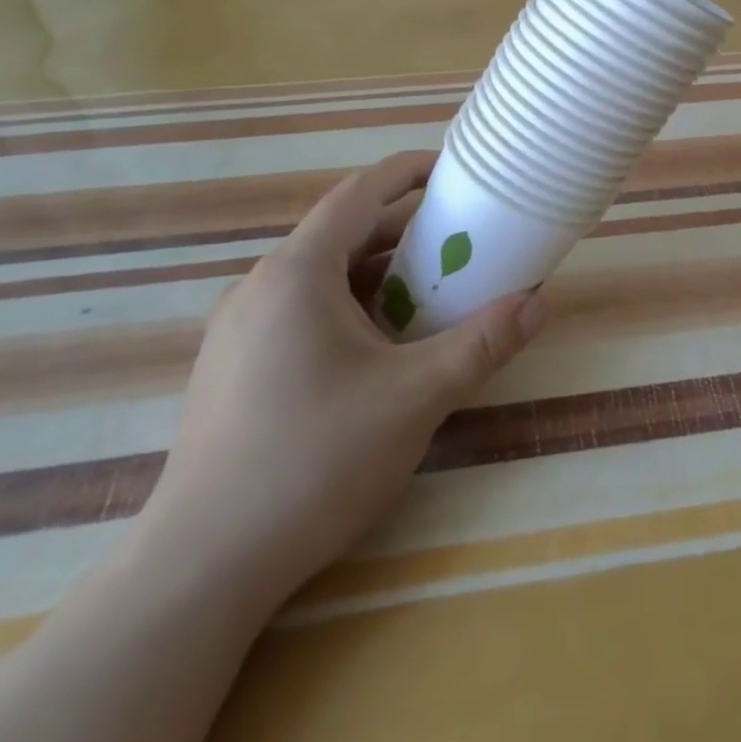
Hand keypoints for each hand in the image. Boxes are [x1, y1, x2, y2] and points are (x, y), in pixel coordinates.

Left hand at [137, 151, 545, 613]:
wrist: (201, 570)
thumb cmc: (313, 461)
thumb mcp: (414, 397)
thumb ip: (481, 344)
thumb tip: (539, 303)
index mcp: (298, 271)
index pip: (360, 193)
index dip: (409, 172)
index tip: (454, 171)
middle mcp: (261, 285)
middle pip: (343, 234)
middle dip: (404, 230)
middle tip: (460, 240)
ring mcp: (240, 329)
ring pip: (322, 277)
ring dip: (377, 274)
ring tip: (429, 294)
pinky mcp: (233, 368)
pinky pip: (301, 312)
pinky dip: (348, 308)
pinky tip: (378, 350)